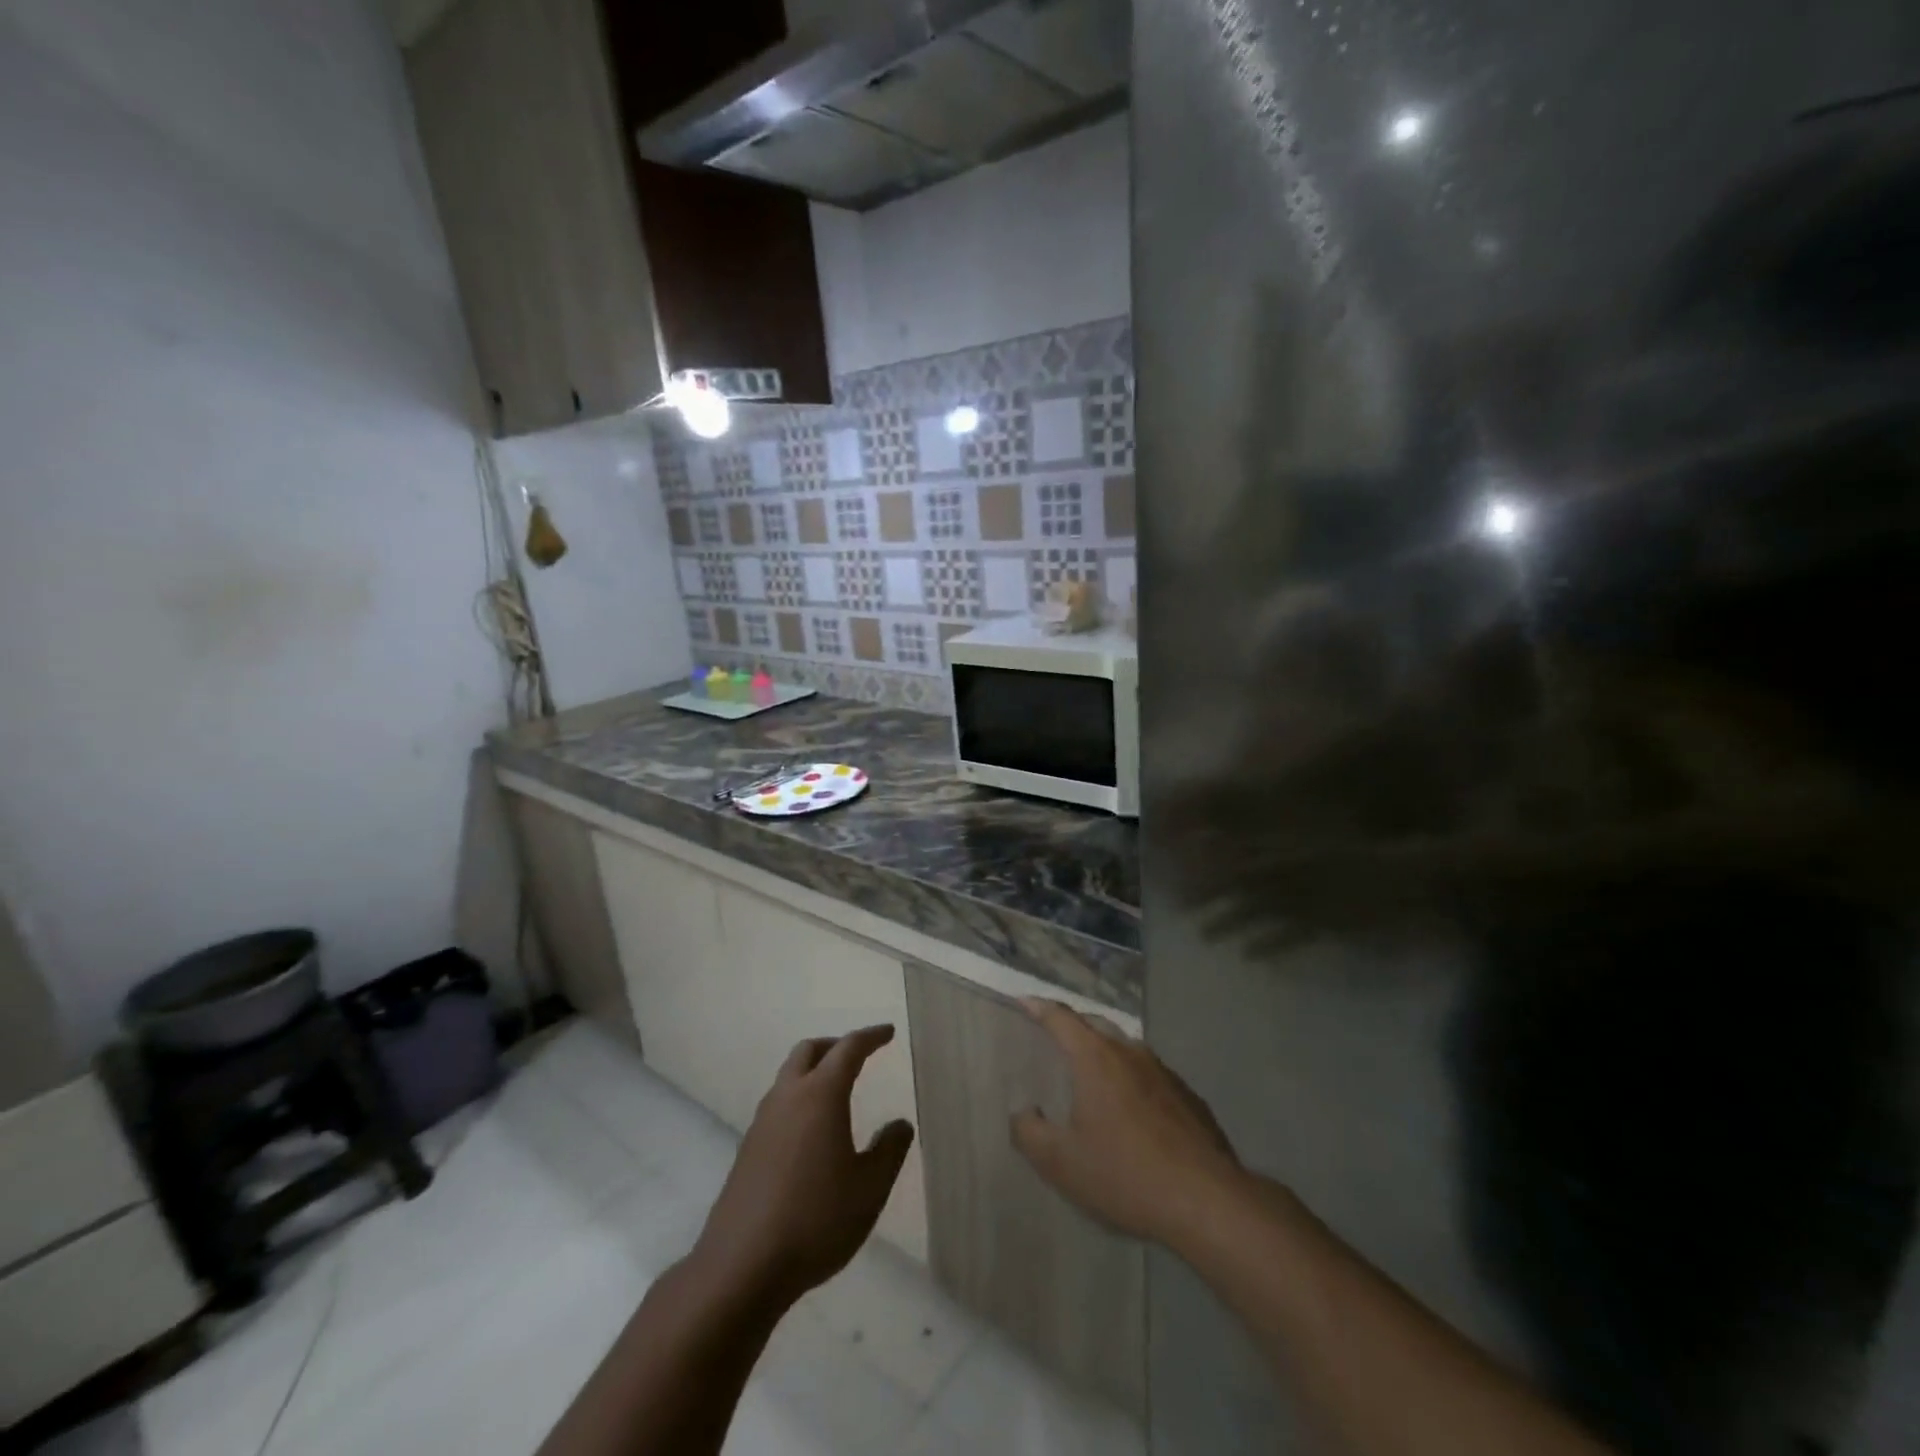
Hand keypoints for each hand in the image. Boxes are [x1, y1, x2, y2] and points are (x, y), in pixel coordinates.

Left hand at [689, 1024, 914, 1308]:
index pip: (848, 1049)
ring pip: (788, 1076)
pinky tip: (810, 1133)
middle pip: (809, 1051)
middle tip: (858, 1055)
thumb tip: (900, 1124)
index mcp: (820, 1095)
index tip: (888, 1033)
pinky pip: (778, 1106)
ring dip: (813, 1071)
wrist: (741, 1267)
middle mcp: (788, 1097)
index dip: (870, 1037)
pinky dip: (798, 1100)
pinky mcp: (747, 1149)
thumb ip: (890, 1150)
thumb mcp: (869, 1188)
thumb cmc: (816, 1220)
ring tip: (836, 1092)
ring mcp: (762, 1123)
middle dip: (835, 1046)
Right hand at [1010, 999, 1241, 1245]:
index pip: (1060, 1018)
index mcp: (1095, 1058)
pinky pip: (1150, 1073)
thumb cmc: (1125, 1174)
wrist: (1206, 1199)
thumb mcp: (1062, 1163)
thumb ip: (1030, 1134)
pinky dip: (1132, 1077)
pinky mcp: (1187, 1095)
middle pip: (1095, 1024)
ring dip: (1105, 1051)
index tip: (1023, 1001)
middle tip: (1054, 1036)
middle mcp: (1130, 1052)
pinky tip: (1132, 1108)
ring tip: (1092, 1072)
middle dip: (1072, 1025)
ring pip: (1126, 1047)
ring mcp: (1163, 1071)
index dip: (1039, 1007)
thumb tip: (1021, 1114)